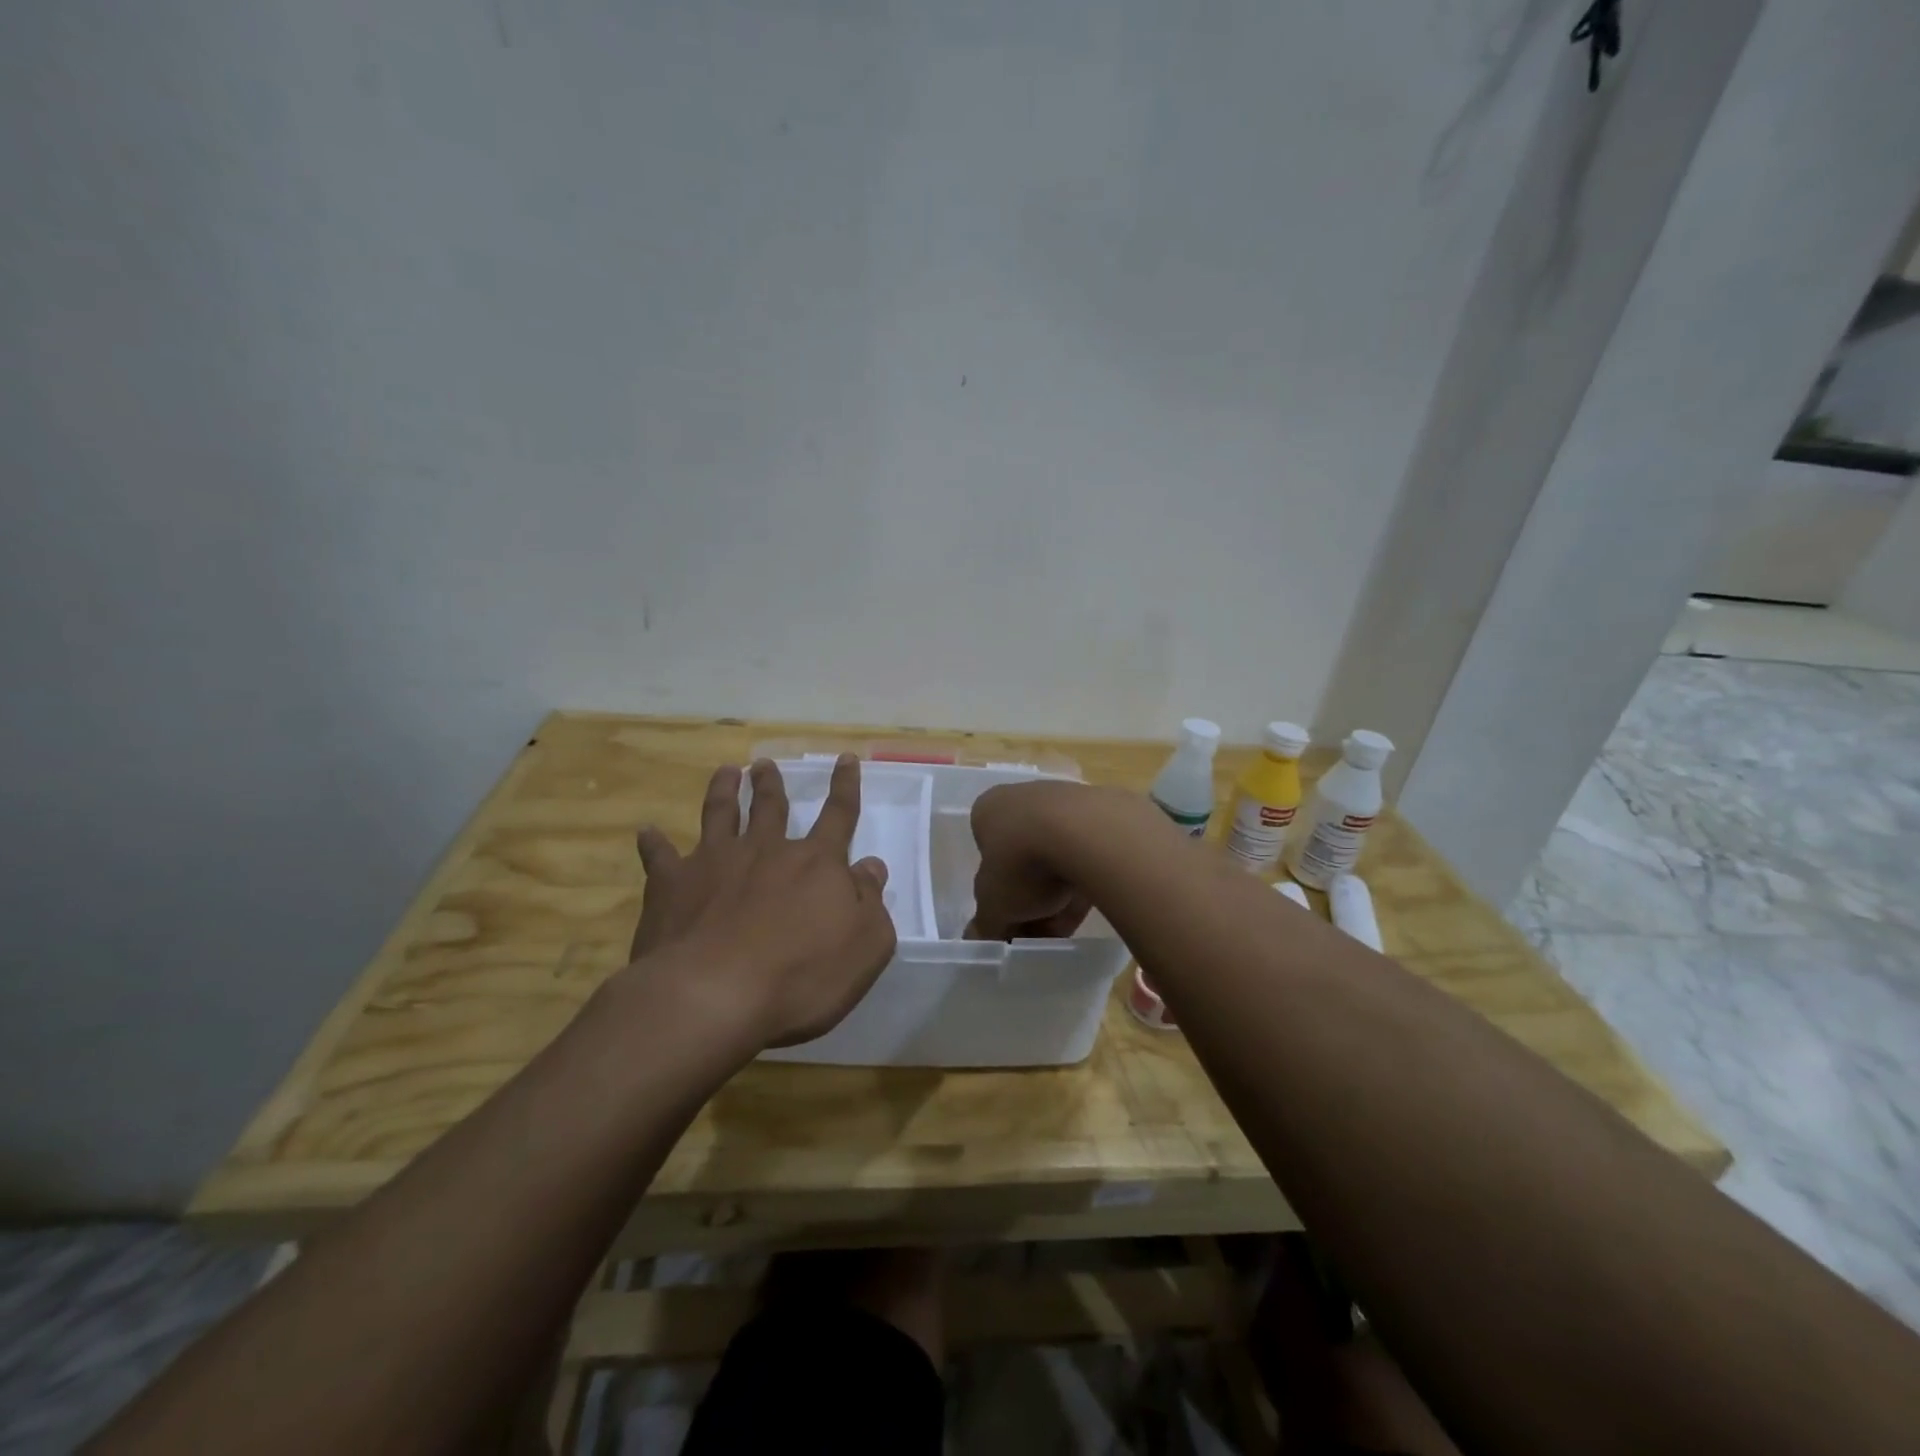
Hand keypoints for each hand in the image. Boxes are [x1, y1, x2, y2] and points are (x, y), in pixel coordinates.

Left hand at [630, 756, 897, 1047]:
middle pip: (771, 806)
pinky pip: (659, 856)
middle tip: (764, 764)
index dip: (845, 787)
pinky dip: (653, 843)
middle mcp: (765, 851)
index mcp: (815, 863)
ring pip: (720, 814)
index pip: (838, 815)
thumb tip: (871, 866)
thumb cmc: (801, 977)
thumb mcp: (865, 946)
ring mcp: (714, 862)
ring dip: (723, 791)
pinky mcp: (671, 885)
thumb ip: (870, 901)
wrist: (713, 995)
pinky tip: (647, 832)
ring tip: (725, 772)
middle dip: (771, 783)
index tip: (845, 758)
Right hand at [969, 781, 1095, 940]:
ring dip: (1057, 897)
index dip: (997, 898)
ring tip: (1065, 929)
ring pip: (1056, 860)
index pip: (987, 858)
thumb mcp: (993, 906)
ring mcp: (1065, 803)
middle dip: (1029, 901)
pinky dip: (1085, 882)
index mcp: (989, 810)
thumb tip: (978, 937)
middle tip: (1038, 932)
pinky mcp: (1102, 814)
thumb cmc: (1022, 862)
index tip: (1009, 924)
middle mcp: (1023, 799)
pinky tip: (1089, 908)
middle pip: (1022, 861)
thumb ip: (985, 925)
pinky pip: (1087, 856)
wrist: (1089, 833)